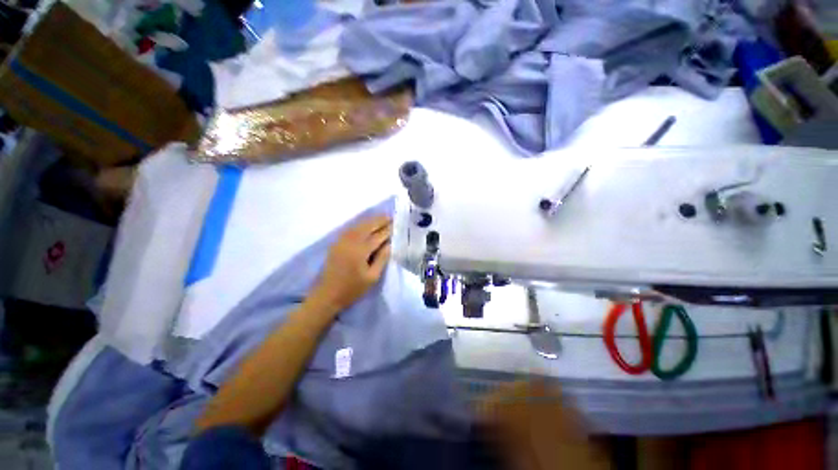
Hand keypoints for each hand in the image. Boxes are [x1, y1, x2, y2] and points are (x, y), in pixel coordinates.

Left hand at [308, 215, 392, 313]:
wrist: (327, 295)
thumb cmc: (352, 289)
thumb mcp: (372, 277)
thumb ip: (382, 259)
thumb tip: (390, 244)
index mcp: (360, 251)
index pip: (377, 236)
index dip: (388, 230)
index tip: (396, 225)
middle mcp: (350, 241)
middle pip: (367, 226)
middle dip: (379, 220)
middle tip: (390, 216)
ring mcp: (341, 241)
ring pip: (358, 225)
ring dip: (370, 220)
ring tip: (381, 217)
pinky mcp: (336, 243)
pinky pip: (351, 228)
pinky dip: (361, 224)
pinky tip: (366, 224)